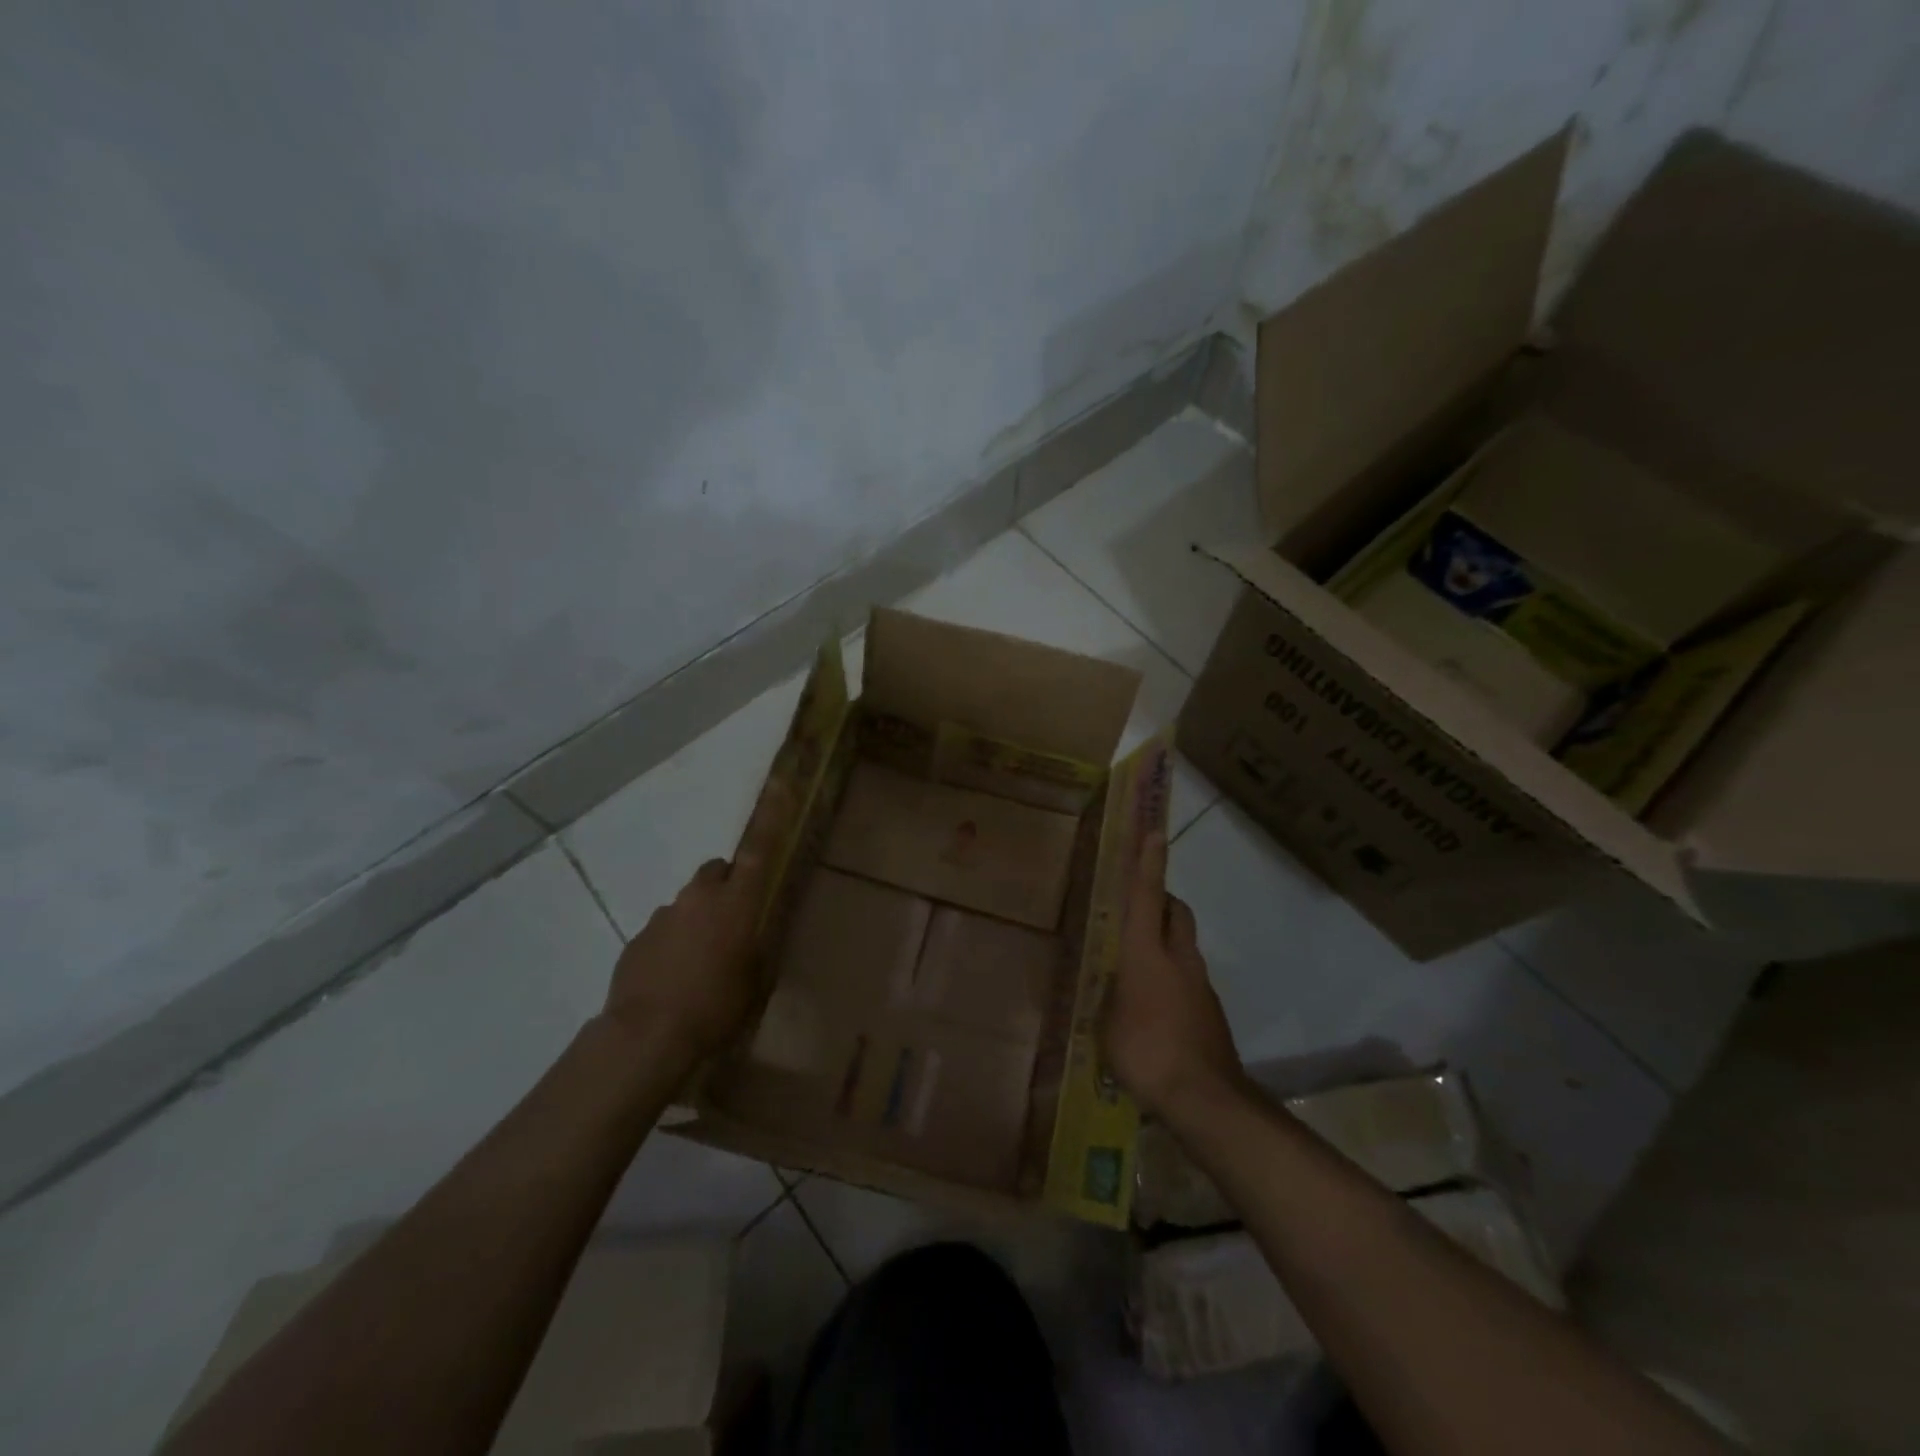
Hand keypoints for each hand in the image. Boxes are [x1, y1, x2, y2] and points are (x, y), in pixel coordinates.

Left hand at [604, 784, 789, 1057]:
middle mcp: (699, 897)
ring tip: (700, 963)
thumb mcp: (755, 981)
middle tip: (733, 921)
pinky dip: (671, 944)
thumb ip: (757, 948)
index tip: (780, 784)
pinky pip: (663, 930)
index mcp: (736, 902)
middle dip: (726, 886)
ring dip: (697, 920)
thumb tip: (755, 938)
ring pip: (688, 904)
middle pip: (716, 872)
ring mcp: (663, 915)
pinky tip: (674, 979)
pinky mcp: (636, 939)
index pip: (758, 849)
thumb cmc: (716, 1006)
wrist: (646, 1035)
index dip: (771, 816)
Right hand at [1102, 830, 1243, 1118]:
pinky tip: (1154, 1006)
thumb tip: (1110, 987)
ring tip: (1137, 966)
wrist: (1205, 1098)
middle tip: (1137, 907)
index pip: (1148, 897)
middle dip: (1161, 899)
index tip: (1155, 831)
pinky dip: (1173, 976)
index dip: (1149, 863)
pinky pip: (1188, 977)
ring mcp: (1200, 984)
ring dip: (1166, 940)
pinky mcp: (1211, 1010)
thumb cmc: (1145, 1052)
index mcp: (1147, 954)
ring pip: (1184, 944)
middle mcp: (1179, 959)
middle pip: (1177, 911)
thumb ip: (1109, 997)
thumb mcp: (1106, 1024)